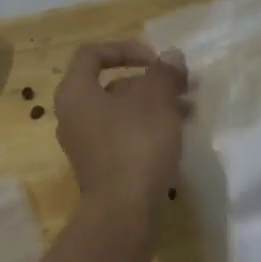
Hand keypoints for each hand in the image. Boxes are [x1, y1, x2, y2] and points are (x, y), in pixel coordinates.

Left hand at [54, 41, 188, 213]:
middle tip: (181, 85)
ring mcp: (85, 145)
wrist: (124, 211)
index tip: (156, 60)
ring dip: (153, 105)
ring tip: (188, 109)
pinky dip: (147, 129)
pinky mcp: (101, 168)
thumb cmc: (136, 145)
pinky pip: (123, 137)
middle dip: (148, 81)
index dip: (125, 49)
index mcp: (75, 93)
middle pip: (109, 85)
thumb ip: (164, 73)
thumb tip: (170, 57)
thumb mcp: (156, 101)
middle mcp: (72, 117)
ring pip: (120, 113)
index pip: (92, 54)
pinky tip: (176, 134)